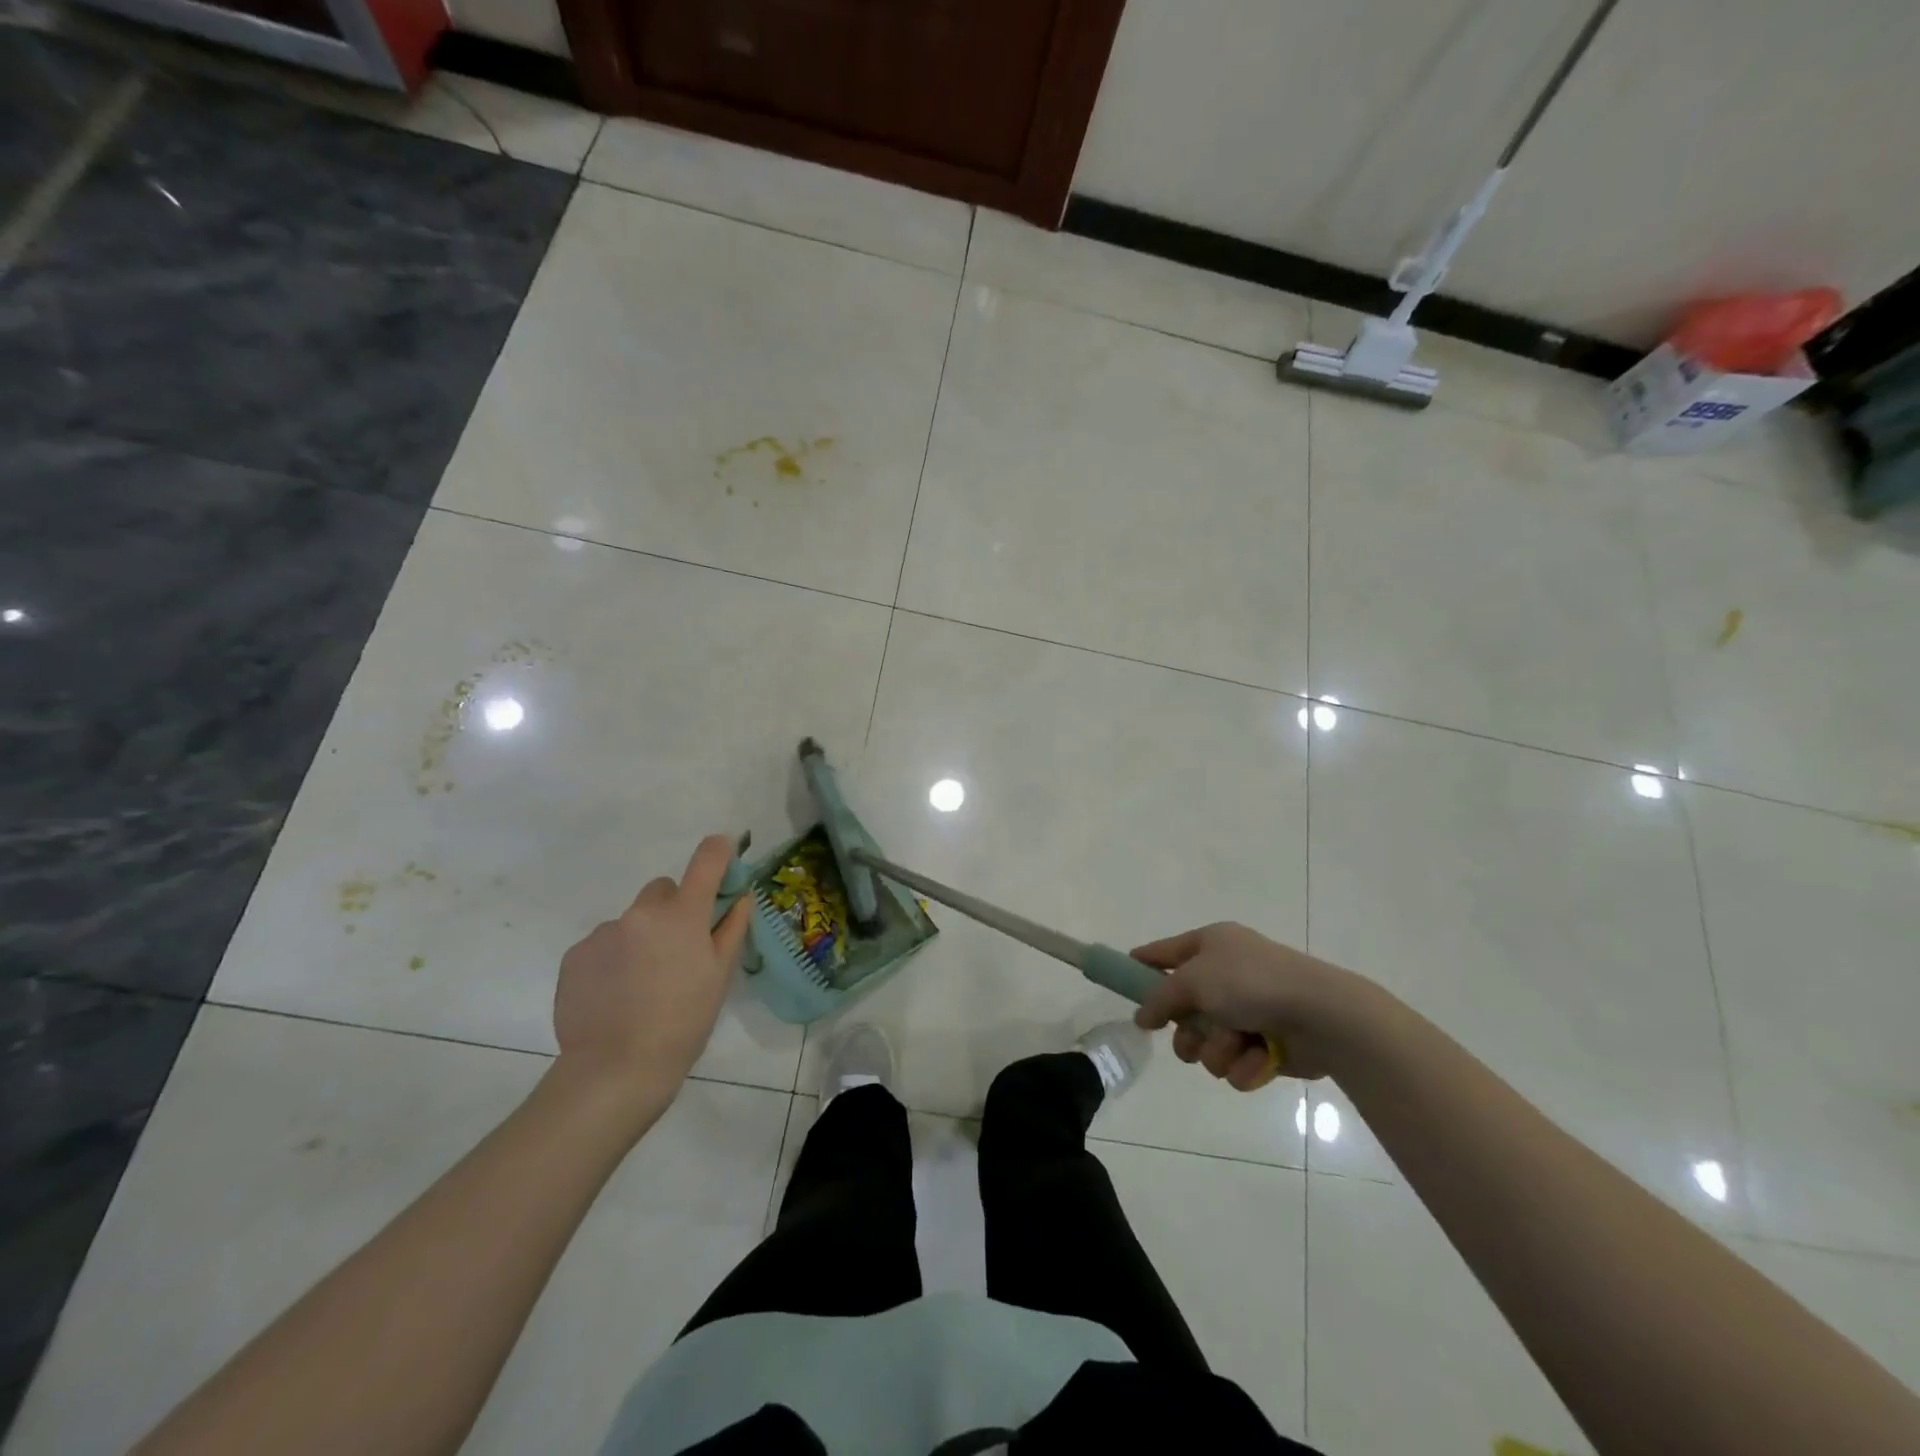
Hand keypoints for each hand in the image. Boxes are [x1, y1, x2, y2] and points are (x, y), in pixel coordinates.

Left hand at [552, 834, 751, 1112]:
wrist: (614, 1069)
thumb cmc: (683, 1023)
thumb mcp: (719, 976)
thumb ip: (731, 928)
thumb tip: (740, 896)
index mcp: (683, 915)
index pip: (706, 860)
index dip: (719, 849)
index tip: (724, 851)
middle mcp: (641, 912)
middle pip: (662, 890)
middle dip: (673, 908)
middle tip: (678, 950)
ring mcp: (604, 932)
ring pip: (631, 921)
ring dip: (640, 937)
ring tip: (641, 984)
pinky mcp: (575, 955)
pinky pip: (602, 944)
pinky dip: (612, 959)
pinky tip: (615, 995)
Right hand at [1130, 923, 1359, 1086]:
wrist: (1321, 1015)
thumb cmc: (1252, 983)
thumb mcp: (1193, 980)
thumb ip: (1159, 998)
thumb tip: (1141, 1016)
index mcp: (1211, 945)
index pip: (1164, 952)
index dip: (1142, 964)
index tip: (1120, 979)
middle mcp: (1227, 975)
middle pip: (1183, 1010)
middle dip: (1186, 1031)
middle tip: (1191, 1037)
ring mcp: (1247, 1011)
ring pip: (1206, 1043)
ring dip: (1216, 1049)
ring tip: (1234, 1044)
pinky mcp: (1265, 1045)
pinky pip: (1235, 1063)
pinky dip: (1244, 1063)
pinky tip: (1260, 1057)